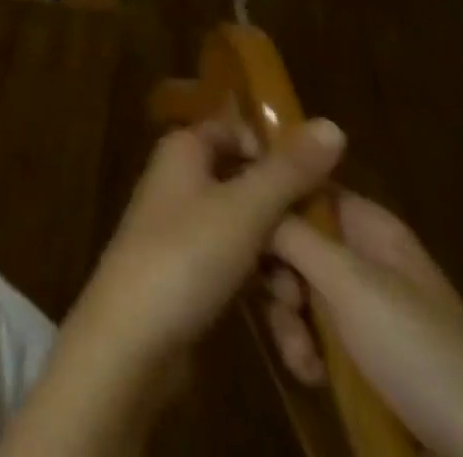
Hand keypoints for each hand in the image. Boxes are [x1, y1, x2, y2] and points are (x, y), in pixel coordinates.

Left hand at [0, 118, 344, 456]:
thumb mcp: (245, 208)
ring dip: (280, 270)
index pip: (236, 132)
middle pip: (248, 186)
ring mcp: (183, 229)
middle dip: (287, 225)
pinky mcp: (189, 275)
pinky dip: (262, 294)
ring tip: (300, 306)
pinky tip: (289, 334)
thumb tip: (331, 124)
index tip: (320, 187)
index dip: (276, 153)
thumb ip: (289, 170)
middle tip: (321, 256)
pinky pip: (237, 271)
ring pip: (248, 235)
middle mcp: (181, 180)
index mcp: (185, 149)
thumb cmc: (186, 254)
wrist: (132, 338)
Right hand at [266, 192, 462, 456]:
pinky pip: (314, 329)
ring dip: (287, 319)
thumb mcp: (348, 283)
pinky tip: (312, 375)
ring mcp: (365, 305)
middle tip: (280, 300)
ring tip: (300, 356)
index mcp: (368, 224)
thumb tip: (246, 180)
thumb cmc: (418, 351)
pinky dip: (305, 349)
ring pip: (297, 287)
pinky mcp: (364, 351)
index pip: (302, 184)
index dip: (266, 195)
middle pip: (293, 238)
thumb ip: (291, 232)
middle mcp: (364, 254)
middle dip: (276, 272)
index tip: (231, 217)